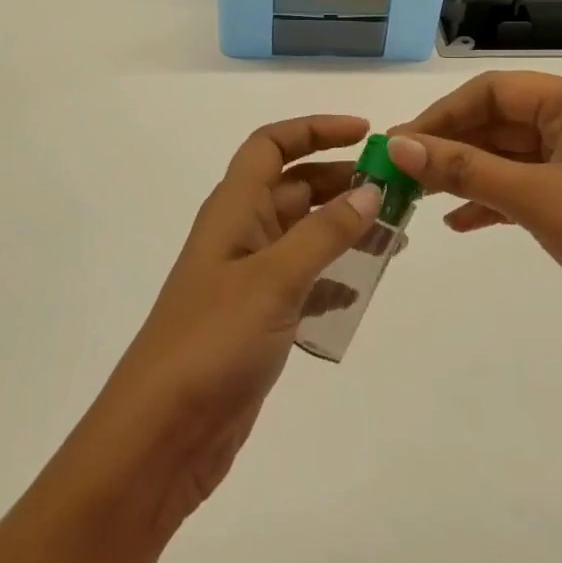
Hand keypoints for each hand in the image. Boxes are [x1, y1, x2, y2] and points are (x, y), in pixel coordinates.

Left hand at [85, 115, 384, 534]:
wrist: (163, 433)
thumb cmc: (213, 340)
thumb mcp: (275, 278)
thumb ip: (325, 232)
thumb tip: (370, 190)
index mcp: (233, 209)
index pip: (271, 145)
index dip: (315, 129)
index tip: (367, 134)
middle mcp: (240, 234)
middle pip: (295, 187)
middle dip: (343, 181)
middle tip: (398, 191)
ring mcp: (248, 278)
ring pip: (305, 234)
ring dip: (346, 228)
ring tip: (395, 237)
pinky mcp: (259, 318)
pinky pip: (305, 280)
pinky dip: (334, 276)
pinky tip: (362, 288)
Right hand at [388, 72, 561, 369]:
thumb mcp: (538, 197)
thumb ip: (465, 169)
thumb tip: (398, 145)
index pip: (492, 92)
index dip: (440, 116)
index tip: (397, 145)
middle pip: (500, 123)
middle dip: (450, 148)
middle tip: (400, 175)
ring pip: (513, 158)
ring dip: (468, 175)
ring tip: (419, 198)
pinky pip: (530, 188)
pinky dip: (496, 202)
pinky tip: (460, 222)